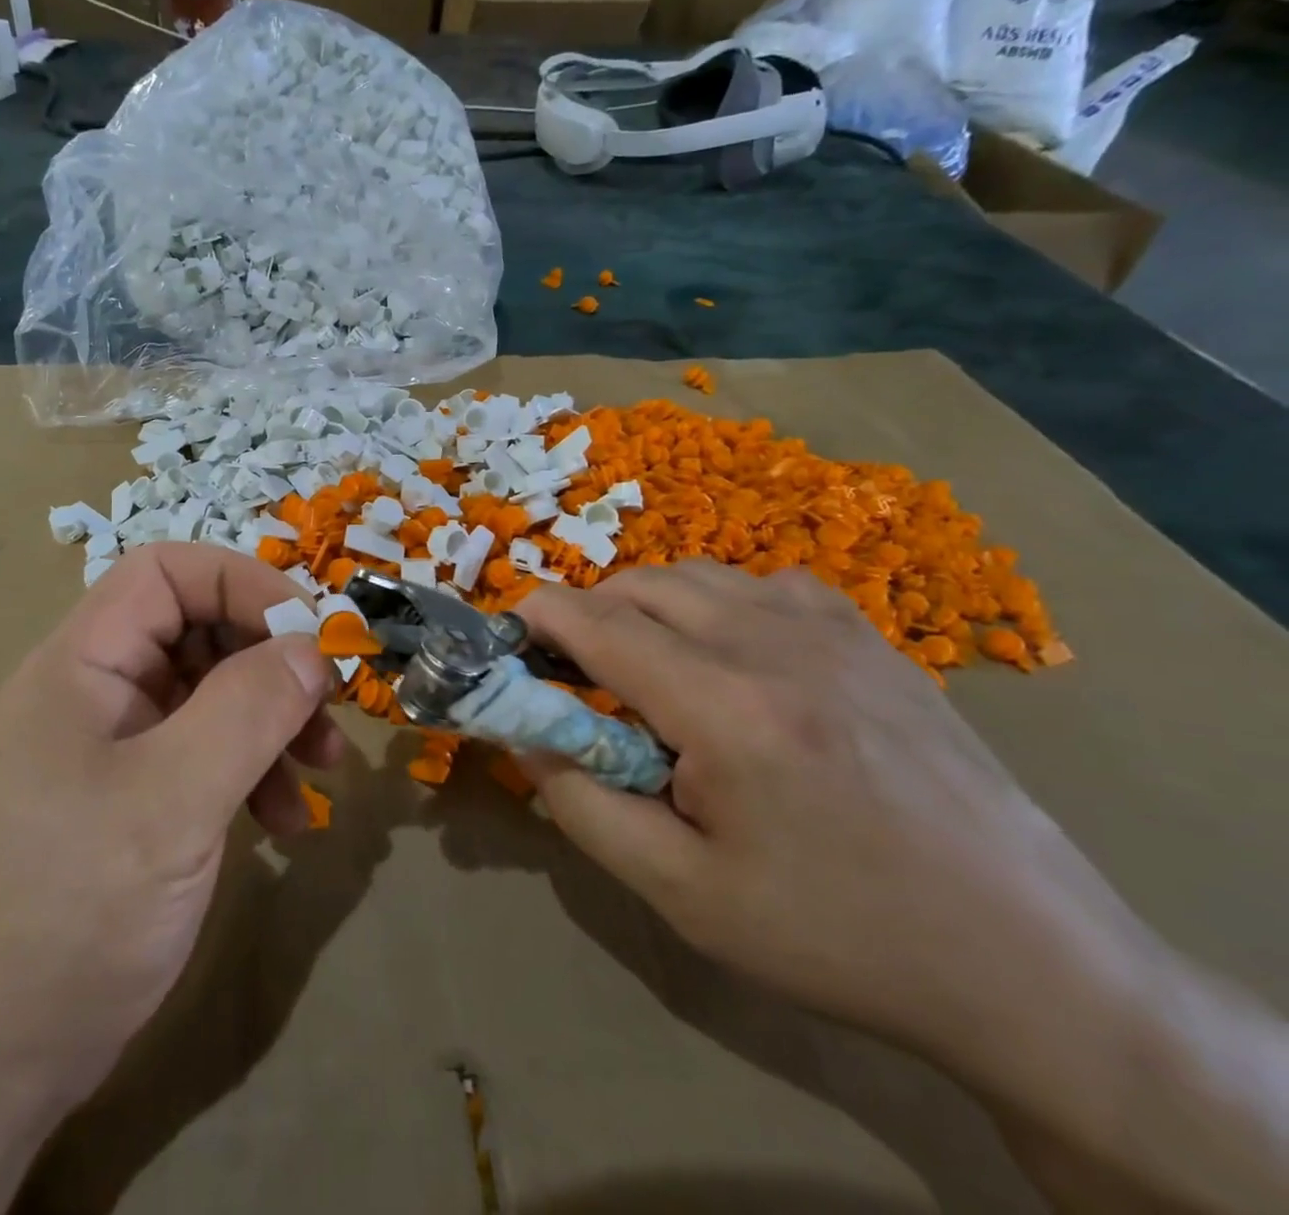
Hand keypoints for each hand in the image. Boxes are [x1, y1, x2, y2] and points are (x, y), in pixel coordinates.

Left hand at [0, 544, 340, 1106]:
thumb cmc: (74, 911)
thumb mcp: (173, 801)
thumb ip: (247, 710)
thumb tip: (311, 647)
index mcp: (80, 665)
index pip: (165, 573)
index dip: (242, 583)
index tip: (309, 632)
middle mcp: (95, 691)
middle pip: (197, 630)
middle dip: (270, 662)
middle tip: (329, 705)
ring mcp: (114, 746)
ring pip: (212, 692)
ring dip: (274, 720)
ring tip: (326, 770)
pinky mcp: (133, 795)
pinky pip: (207, 751)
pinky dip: (255, 770)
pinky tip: (289, 822)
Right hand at [517, 561, 1146, 1065]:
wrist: (1028, 961)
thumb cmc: (836, 936)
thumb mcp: (682, 894)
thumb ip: (580, 803)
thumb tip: (523, 735)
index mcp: (726, 708)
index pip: (596, 622)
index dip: (536, 618)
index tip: (508, 640)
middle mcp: (775, 643)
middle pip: (639, 586)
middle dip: (586, 615)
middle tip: (575, 676)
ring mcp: (833, 630)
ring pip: (696, 575)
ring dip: (645, 606)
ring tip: (645, 668)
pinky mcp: (871, 637)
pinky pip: (761, 583)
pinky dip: (715, 602)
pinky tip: (730, 656)